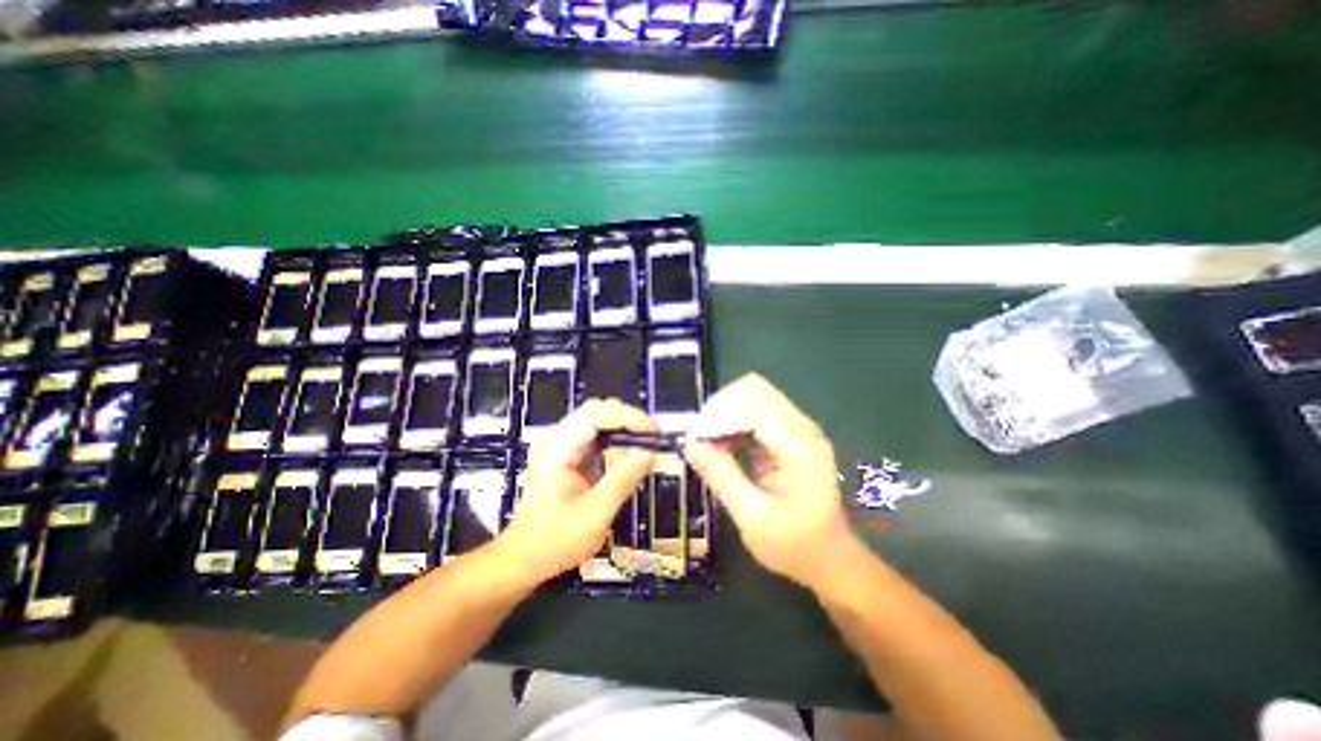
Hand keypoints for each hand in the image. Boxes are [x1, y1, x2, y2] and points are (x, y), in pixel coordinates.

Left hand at [503, 399, 654, 582]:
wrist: (523, 558)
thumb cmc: (554, 541)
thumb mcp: (594, 516)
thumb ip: (622, 481)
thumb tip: (650, 453)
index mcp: (556, 450)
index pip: (595, 415)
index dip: (628, 417)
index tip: (653, 432)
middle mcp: (556, 439)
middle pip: (597, 410)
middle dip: (628, 420)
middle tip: (653, 438)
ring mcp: (561, 444)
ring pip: (599, 419)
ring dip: (624, 428)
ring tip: (646, 444)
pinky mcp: (568, 453)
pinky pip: (597, 435)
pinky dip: (617, 440)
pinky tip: (629, 453)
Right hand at [688, 373, 862, 592]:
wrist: (831, 559)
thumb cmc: (795, 545)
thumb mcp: (753, 518)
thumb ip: (722, 477)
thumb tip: (691, 445)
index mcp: (798, 447)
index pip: (754, 405)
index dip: (720, 416)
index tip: (695, 439)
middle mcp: (801, 428)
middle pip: (754, 390)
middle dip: (721, 408)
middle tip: (700, 438)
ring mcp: (798, 429)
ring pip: (754, 396)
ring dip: (726, 413)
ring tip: (707, 443)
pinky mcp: (790, 435)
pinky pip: (757, 412)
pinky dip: (734, 421)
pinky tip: (723, 445)